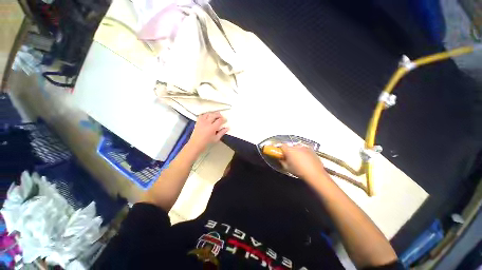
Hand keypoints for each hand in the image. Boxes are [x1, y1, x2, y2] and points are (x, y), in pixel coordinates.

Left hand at [188, 112, 228, 152]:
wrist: (196, 144)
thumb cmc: (206, 143)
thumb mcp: (216, 138)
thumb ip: (222, 132)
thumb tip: (227, 128)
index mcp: (212, 128)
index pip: (219, 120)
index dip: (223, 119)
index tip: (225, 120)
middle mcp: (207, 123)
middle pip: (214, 115)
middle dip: (219, 115)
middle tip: (221, 116)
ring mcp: (201, 122)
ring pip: (208, 114)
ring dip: (212, 114)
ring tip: (215, 115)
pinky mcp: (198, 122)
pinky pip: (202, 115)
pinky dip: (205, 114)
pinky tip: (207, 116)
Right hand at [280, 144, 327, 180]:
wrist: (315, 174)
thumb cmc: (299, 171)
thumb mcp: (287, 168)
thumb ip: (282, 162)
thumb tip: (281, 159)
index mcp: (289, 150)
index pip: (282, 145)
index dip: (280, 149)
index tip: (280, 153)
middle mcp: (297, 147)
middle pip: (290, 146)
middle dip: (289, 150)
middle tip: (289, 157)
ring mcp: (305, 148)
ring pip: (298, 148)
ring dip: (296, 151)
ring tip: (298, 159)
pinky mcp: (312, 150)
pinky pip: (305, 150)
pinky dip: (303, 153)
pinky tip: (305, 160)